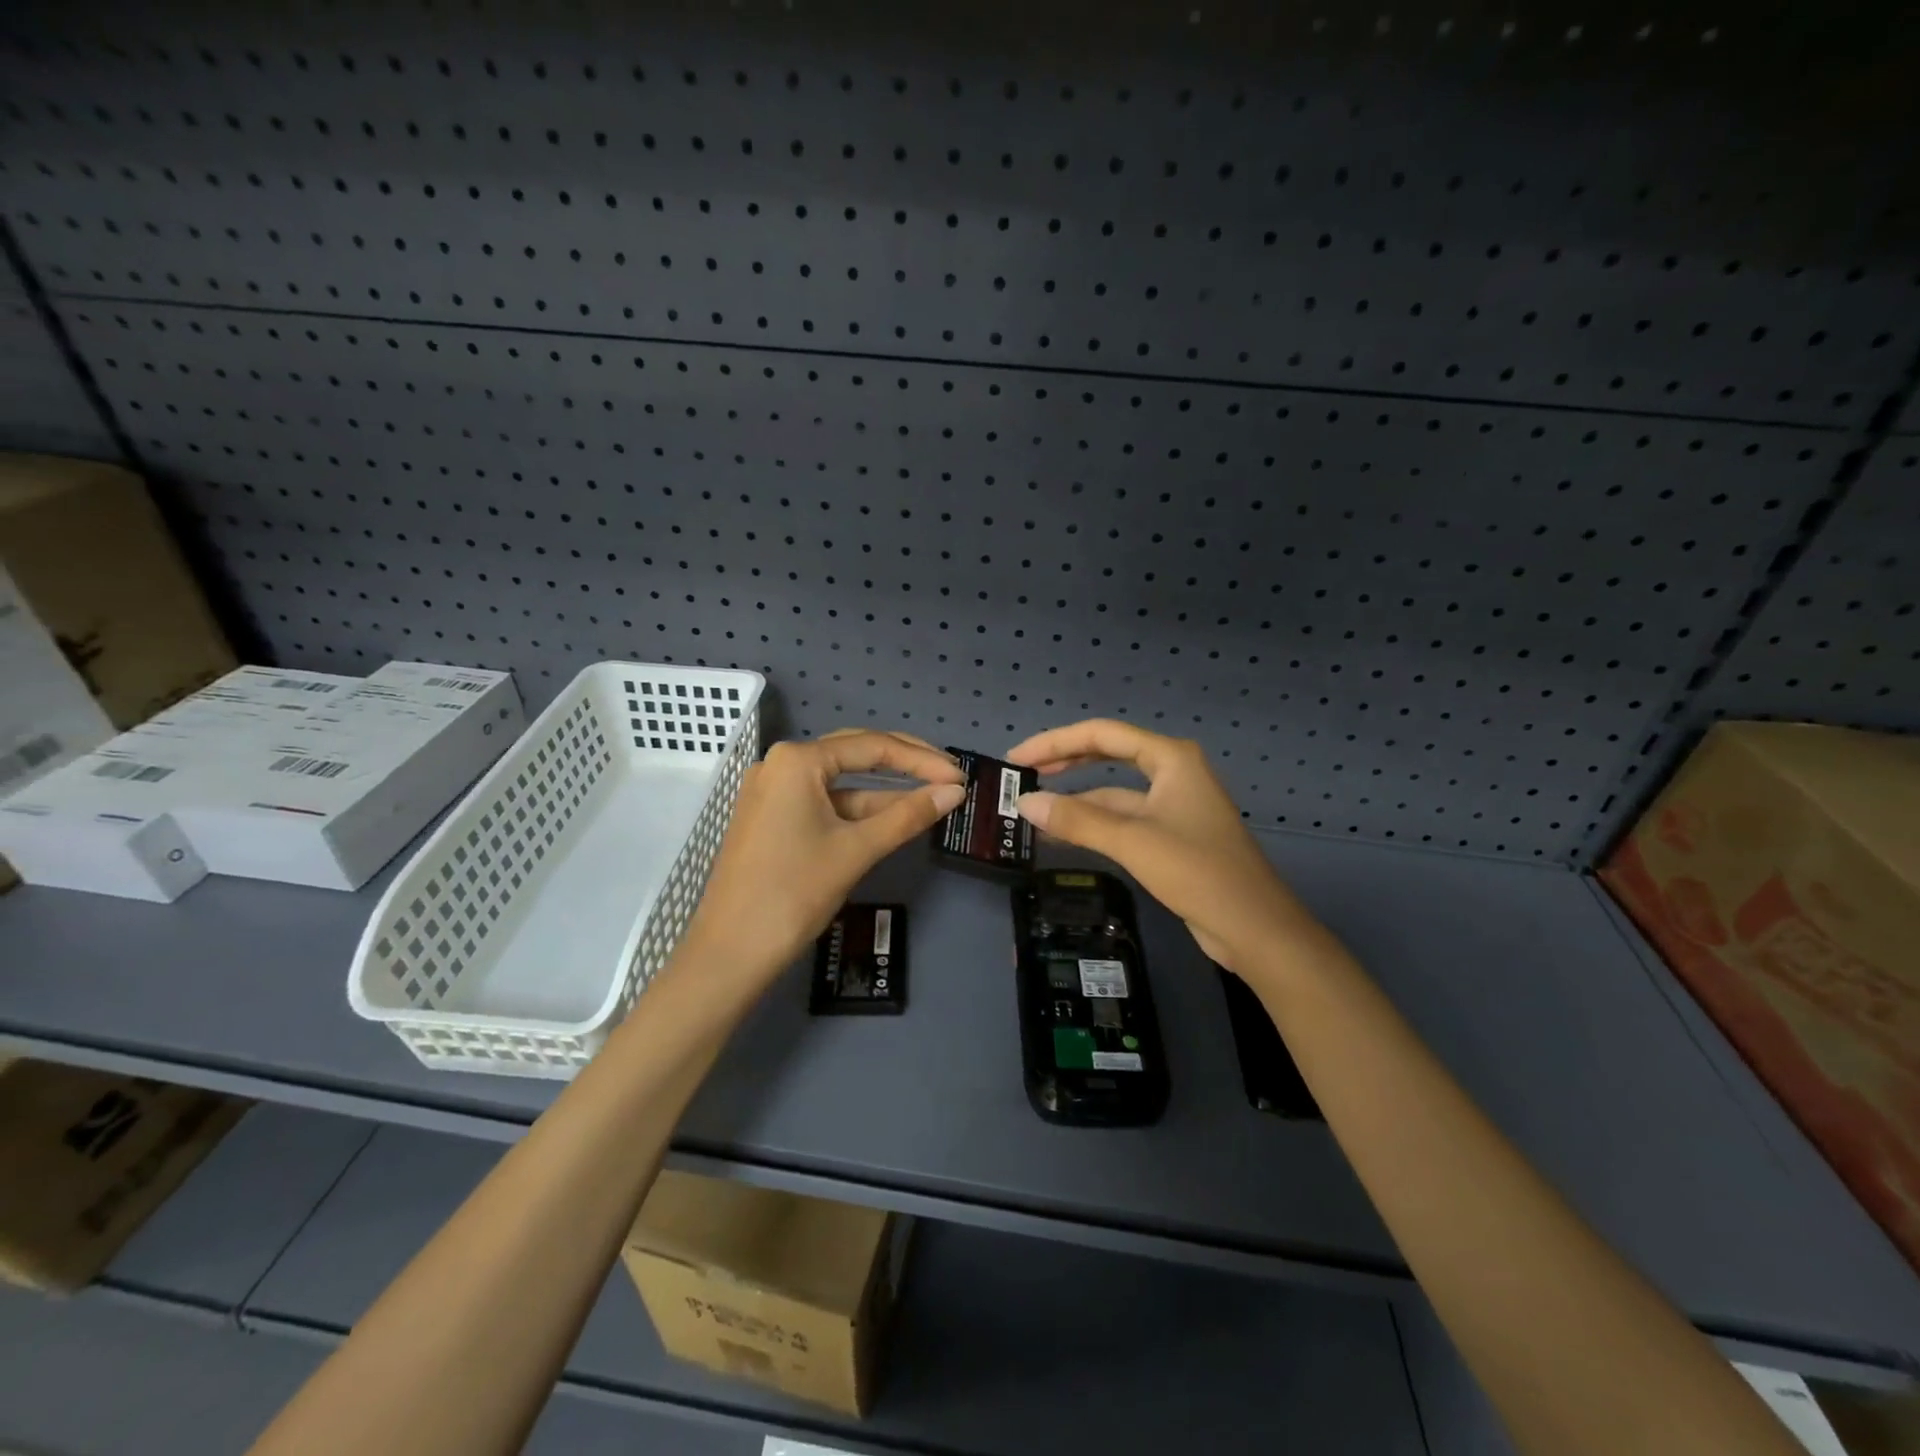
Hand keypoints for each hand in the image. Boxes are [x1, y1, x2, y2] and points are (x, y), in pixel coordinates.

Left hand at [680, 730, 964, 987]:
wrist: (729, 954)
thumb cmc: (793, 893)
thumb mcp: (856, 850)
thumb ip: (907, 815)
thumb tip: (954, 792)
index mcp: (798, 760)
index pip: (872, 746)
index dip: (922, 761)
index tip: (960, 777)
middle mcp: (781, 764)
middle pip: (856, 753)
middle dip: (905, 764)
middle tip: (949, 776)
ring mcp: (774, 792)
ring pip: (842, 782)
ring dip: (885, 791)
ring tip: (933, 797)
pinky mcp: (773, 819)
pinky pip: (825, 803)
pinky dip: (859, 810)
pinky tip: (893, 818)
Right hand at [1006, 720, 1324, 974]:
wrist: (1255, 929)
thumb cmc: (1199, 872)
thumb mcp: (1133, 841)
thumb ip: (1077, 819)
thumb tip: (1025, 802)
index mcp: (1171, 758)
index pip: (1102, 734)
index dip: (1056, 742)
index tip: (1018, 758)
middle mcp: (1173, 773)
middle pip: (1107, 756)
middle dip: (1064, 763)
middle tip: (1021, 775)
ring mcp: (1172, 805)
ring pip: (1113, 792)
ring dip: (1075, 799)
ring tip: (1032, 809)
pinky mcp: (1170, 836)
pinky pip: (1121, 819)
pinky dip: (1092, 824)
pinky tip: (1062, 834)